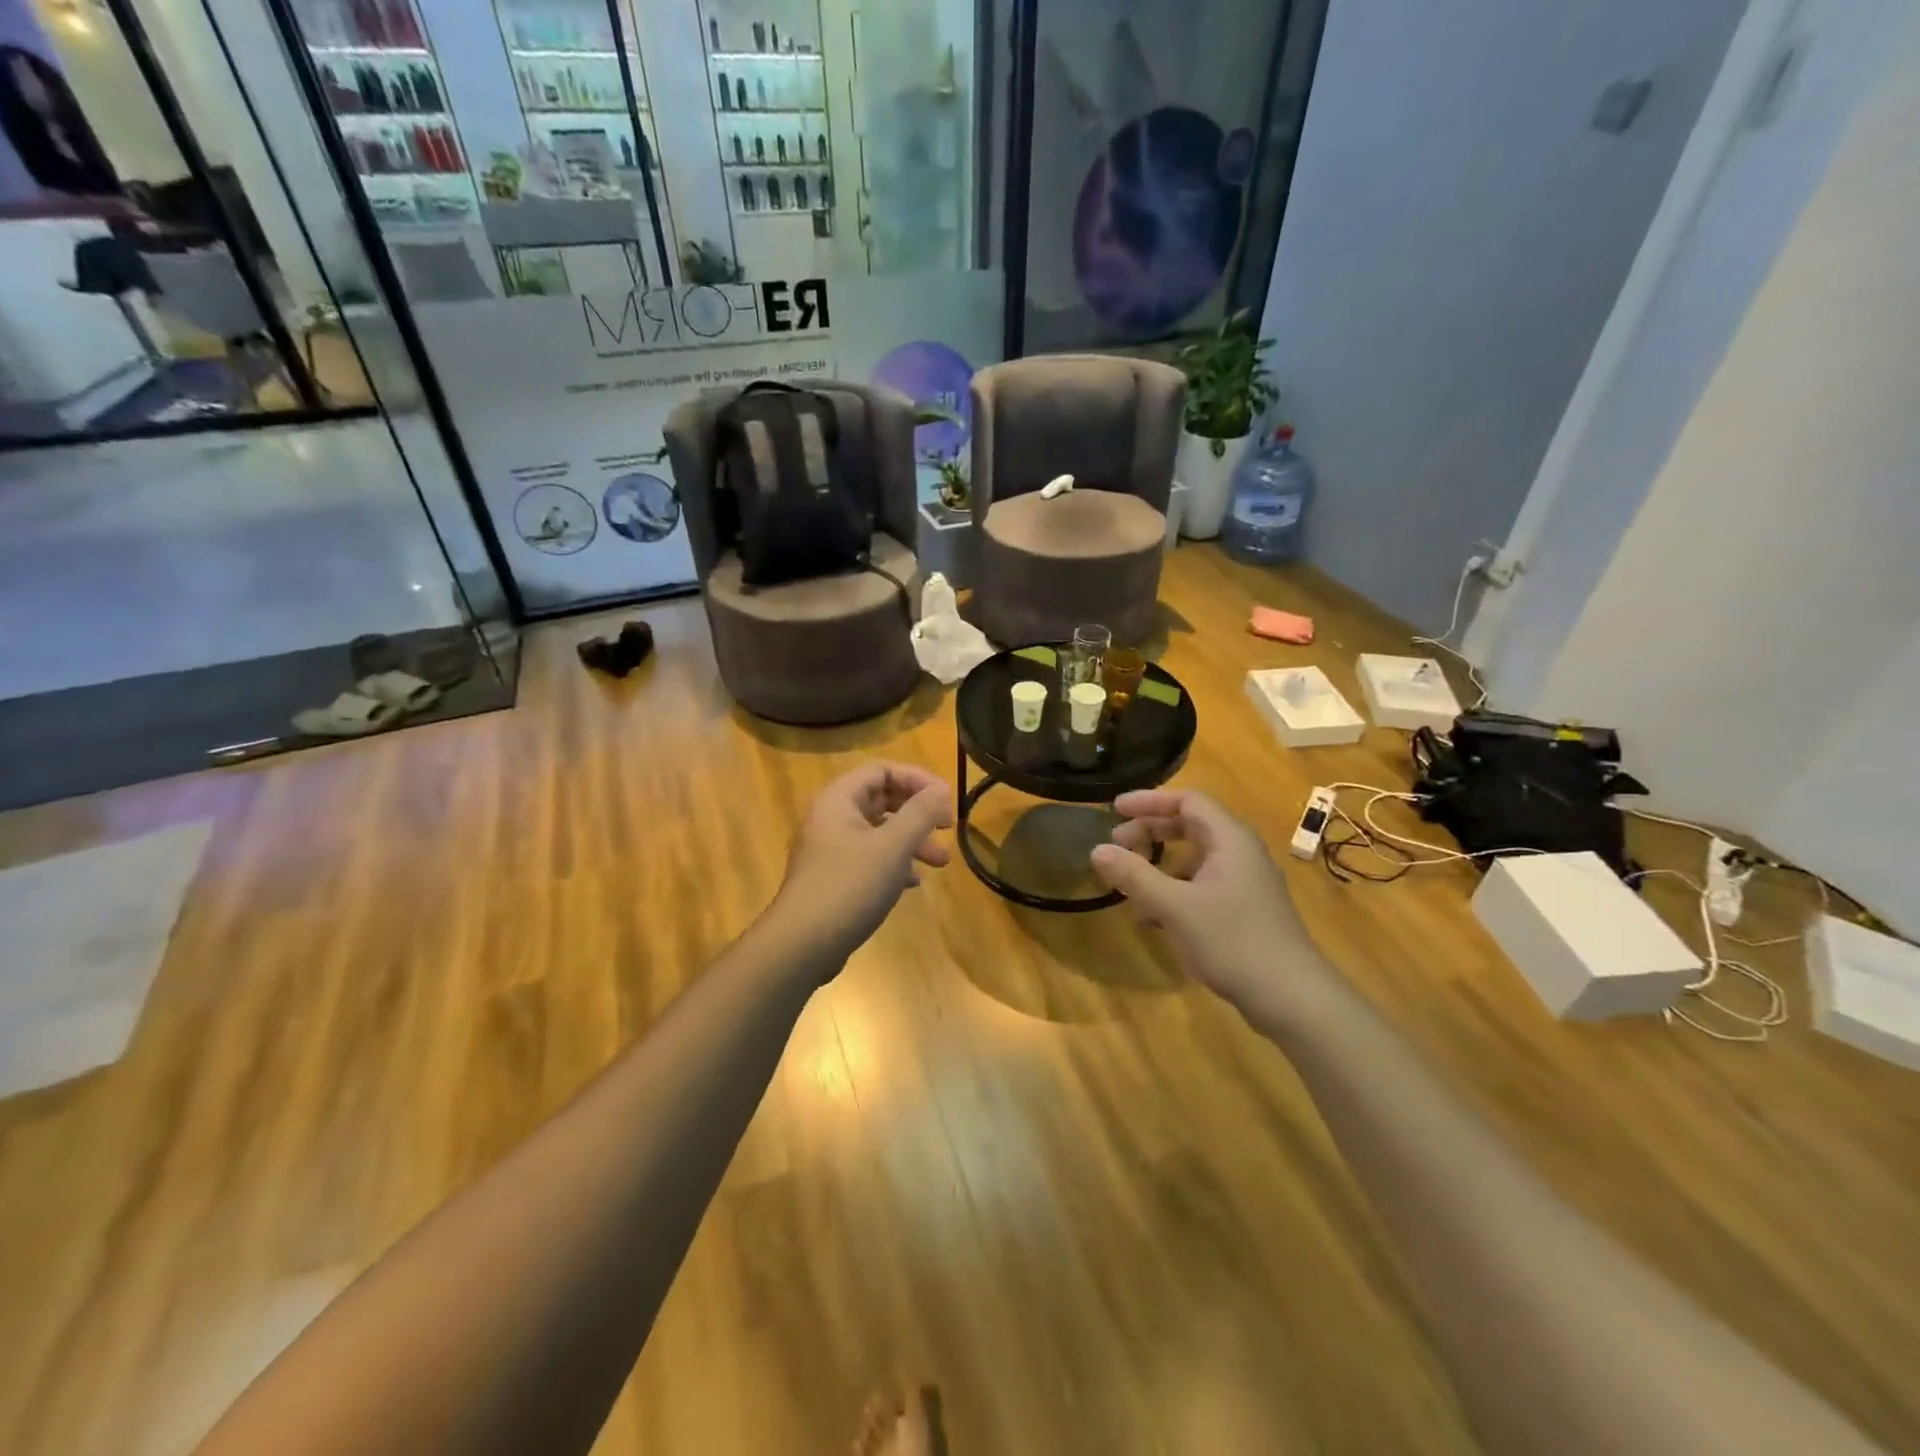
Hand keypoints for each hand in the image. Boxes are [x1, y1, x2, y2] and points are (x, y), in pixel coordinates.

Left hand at [771, 761, 953, 970]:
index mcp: (839, 800)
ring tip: (942, 863)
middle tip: (947, 827)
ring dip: (912, 841)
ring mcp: (830, 850)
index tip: (946, 798)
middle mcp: (831, 818)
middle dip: (918, 813)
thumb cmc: (849, 886)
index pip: (882, 770)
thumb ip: (920, 813)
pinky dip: (895, 864)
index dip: (917, 779)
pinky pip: (870, 859)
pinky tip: (913, 882)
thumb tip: (940, 789)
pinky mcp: (834, 879)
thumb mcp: (893, 846)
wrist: (802, 945)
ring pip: (879, 833)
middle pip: (882, 800)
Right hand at [1088, 789, 1328, 1014]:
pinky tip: (1156, 917)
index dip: (1149, 801)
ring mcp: (1247, 882)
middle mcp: (1242, 852)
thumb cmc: (1232, 941)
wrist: (1291, 997)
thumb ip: (1134, 875)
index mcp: (1230, 839)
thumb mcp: (1174, 907)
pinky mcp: (1247, 910)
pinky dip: (1176, 889)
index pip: (1187, 800)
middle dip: (1151, 831)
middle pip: (1192, 825)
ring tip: (1131, 883)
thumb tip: (1097, 849)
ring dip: (1161, 863)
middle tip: (1117, 844)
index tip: (1115, 810)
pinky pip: (1204, 884)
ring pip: (1196, 857)